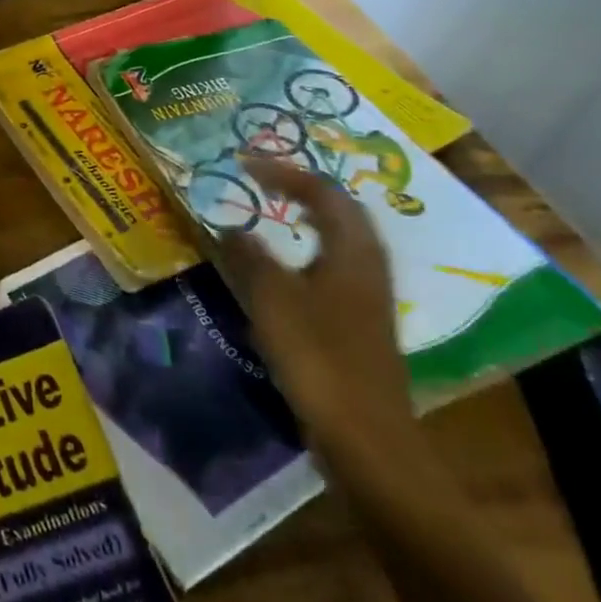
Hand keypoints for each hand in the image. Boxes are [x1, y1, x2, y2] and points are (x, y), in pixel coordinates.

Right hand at [209, 156, 413, 456]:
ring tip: (273, 215)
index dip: (284, 172)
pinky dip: (307, 253)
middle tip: (263, 182)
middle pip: (342, 212)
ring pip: (341, 241)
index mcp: (352, 251)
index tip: (245, 164)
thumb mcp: (271, 298)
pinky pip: (334, 268)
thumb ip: (249, 256)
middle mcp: (367, 266)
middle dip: (303, 190)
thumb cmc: (317, 356)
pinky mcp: (360, 324)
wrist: (365, 436)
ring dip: (308, 220)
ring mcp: (368, 297)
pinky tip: (284, 270)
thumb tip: (231, 228)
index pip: (323, 192)